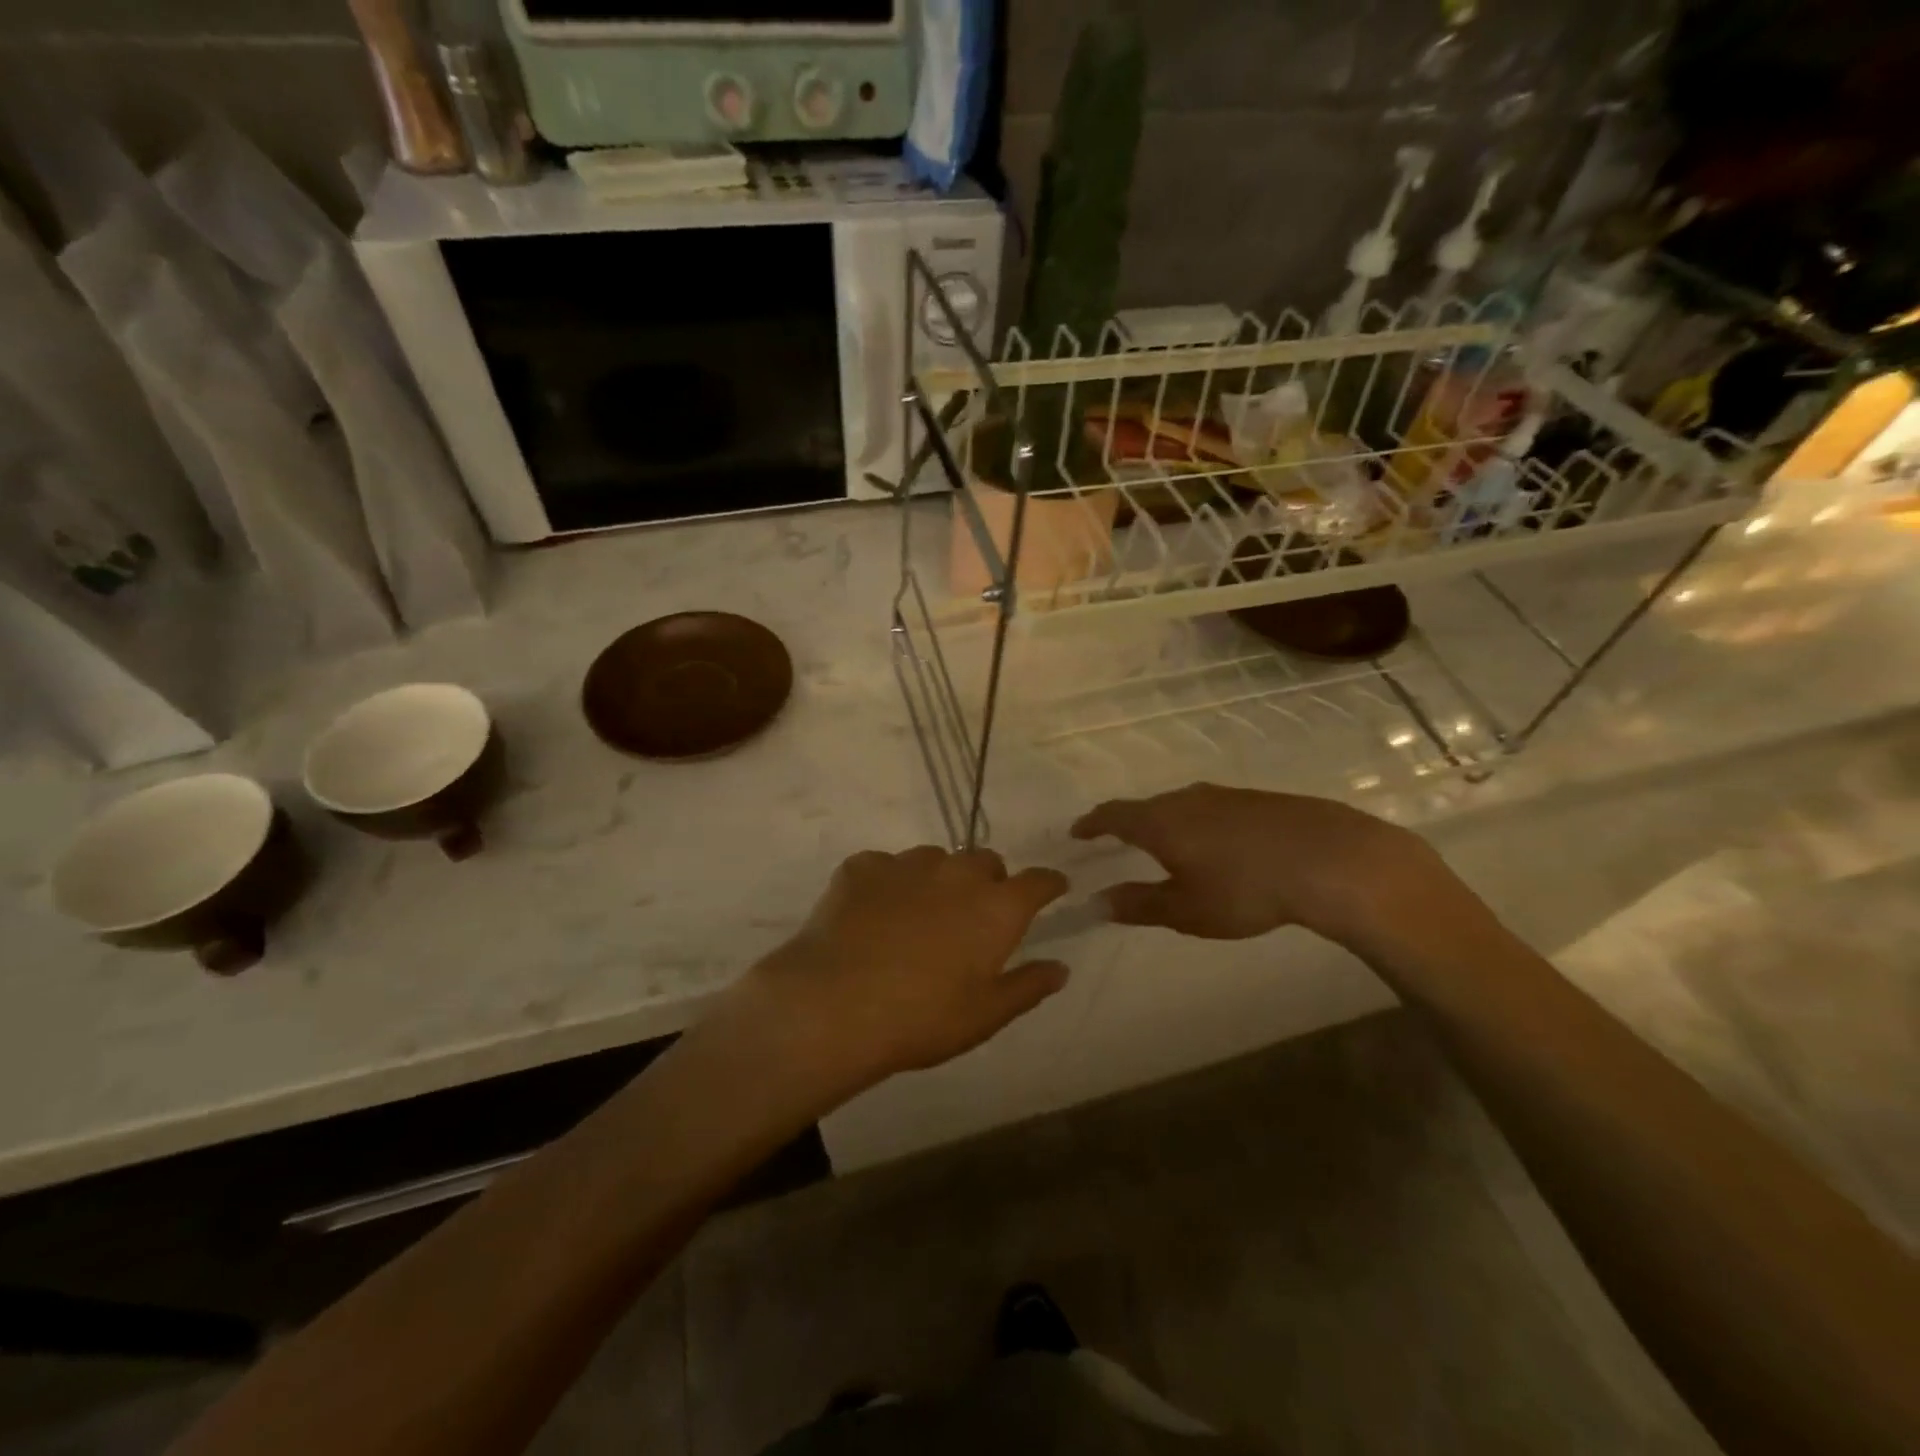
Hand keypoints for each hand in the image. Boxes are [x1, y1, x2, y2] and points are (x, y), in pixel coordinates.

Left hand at [737, 847, 1070, 1095]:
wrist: (834, 1004)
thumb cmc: (922, 1017)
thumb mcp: (985, 1015)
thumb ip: (1028, 986)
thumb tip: (1059, 968)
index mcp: (996, 907)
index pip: (1038, 881)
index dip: (1048, 884)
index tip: (1052, 889)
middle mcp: (957, 873)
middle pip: (986, 861)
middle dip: (989, 881)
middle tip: (975, 916)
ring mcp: (907, 864)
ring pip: (936, 859)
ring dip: (939, 879)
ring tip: (920, 915)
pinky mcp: (863, 867)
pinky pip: (886, 866)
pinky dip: (889, 884)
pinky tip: (873, 914)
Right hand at [1071, 783, 1454, 945]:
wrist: (1330, 858)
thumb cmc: (1246, 889)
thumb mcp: (1187, 909)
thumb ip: (1140, 905)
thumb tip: (1099, 902)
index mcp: (1160, 821)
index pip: (1113, 815)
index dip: (1093, 824)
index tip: (1079, 833)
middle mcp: (1185, 799)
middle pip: (1146, 807)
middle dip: (1128, 824)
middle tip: (1119, 843)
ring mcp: (1223, 795)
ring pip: (1181, 806)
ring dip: (1166, 823)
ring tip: (1167, 846)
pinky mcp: (1257, 799)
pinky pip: (1211, 808)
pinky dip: (1199, 824)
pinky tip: (1217, 846)